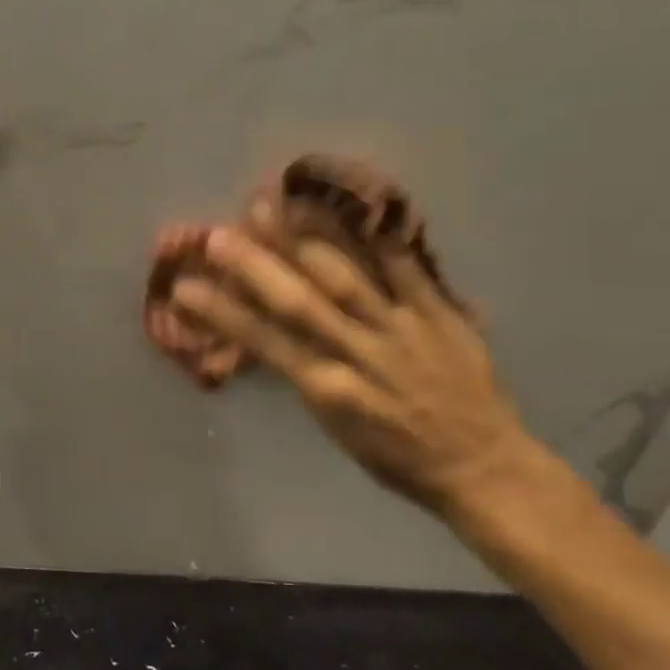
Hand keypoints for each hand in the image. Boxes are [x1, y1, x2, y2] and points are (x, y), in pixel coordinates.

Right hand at [172, 225, 530, 515]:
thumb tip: (266, 334)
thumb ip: (304, 375)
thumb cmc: (399, 457)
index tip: (185, 287)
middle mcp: (361, 356)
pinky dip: (379, 236)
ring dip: (305, 239)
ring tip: (272, 203)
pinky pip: (407, 269)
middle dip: (256, 267)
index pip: (266, 344)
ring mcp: (402, 330)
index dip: (223, 313)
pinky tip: (353, 203)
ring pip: (346, 278)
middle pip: (300, 304)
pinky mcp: (440, 314)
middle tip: (218, 234)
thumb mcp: (337, 428)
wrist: (484, 467)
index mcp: (330, 392)